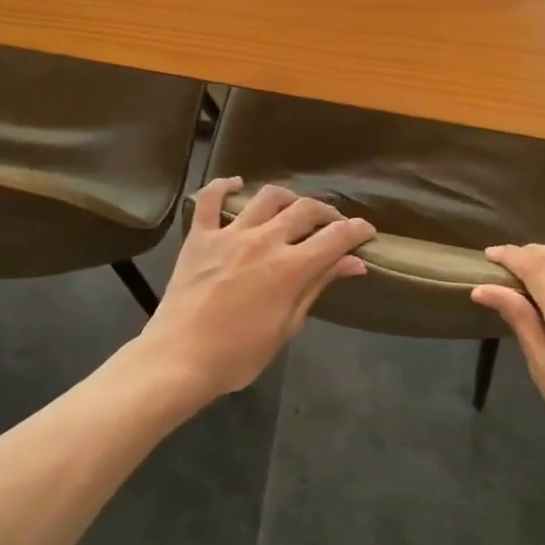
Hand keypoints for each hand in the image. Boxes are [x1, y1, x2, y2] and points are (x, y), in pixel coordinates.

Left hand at [137, 178, 374, 403]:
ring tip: (292, 209)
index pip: (336, 237)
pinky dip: (223, 187)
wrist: (178, 359)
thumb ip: (318, 286)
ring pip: (267, 197)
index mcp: (291, 268)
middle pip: (306, 210)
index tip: (366, 231)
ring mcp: (229, 234)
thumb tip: (354, 263)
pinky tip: (235, 185)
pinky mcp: (200, 235)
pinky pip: (210, 199)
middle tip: (332, 226)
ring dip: (287, 198)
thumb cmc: (238, 355)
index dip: (357, 230)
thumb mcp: (287, 326)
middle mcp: (265, 240)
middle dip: (327, 214)